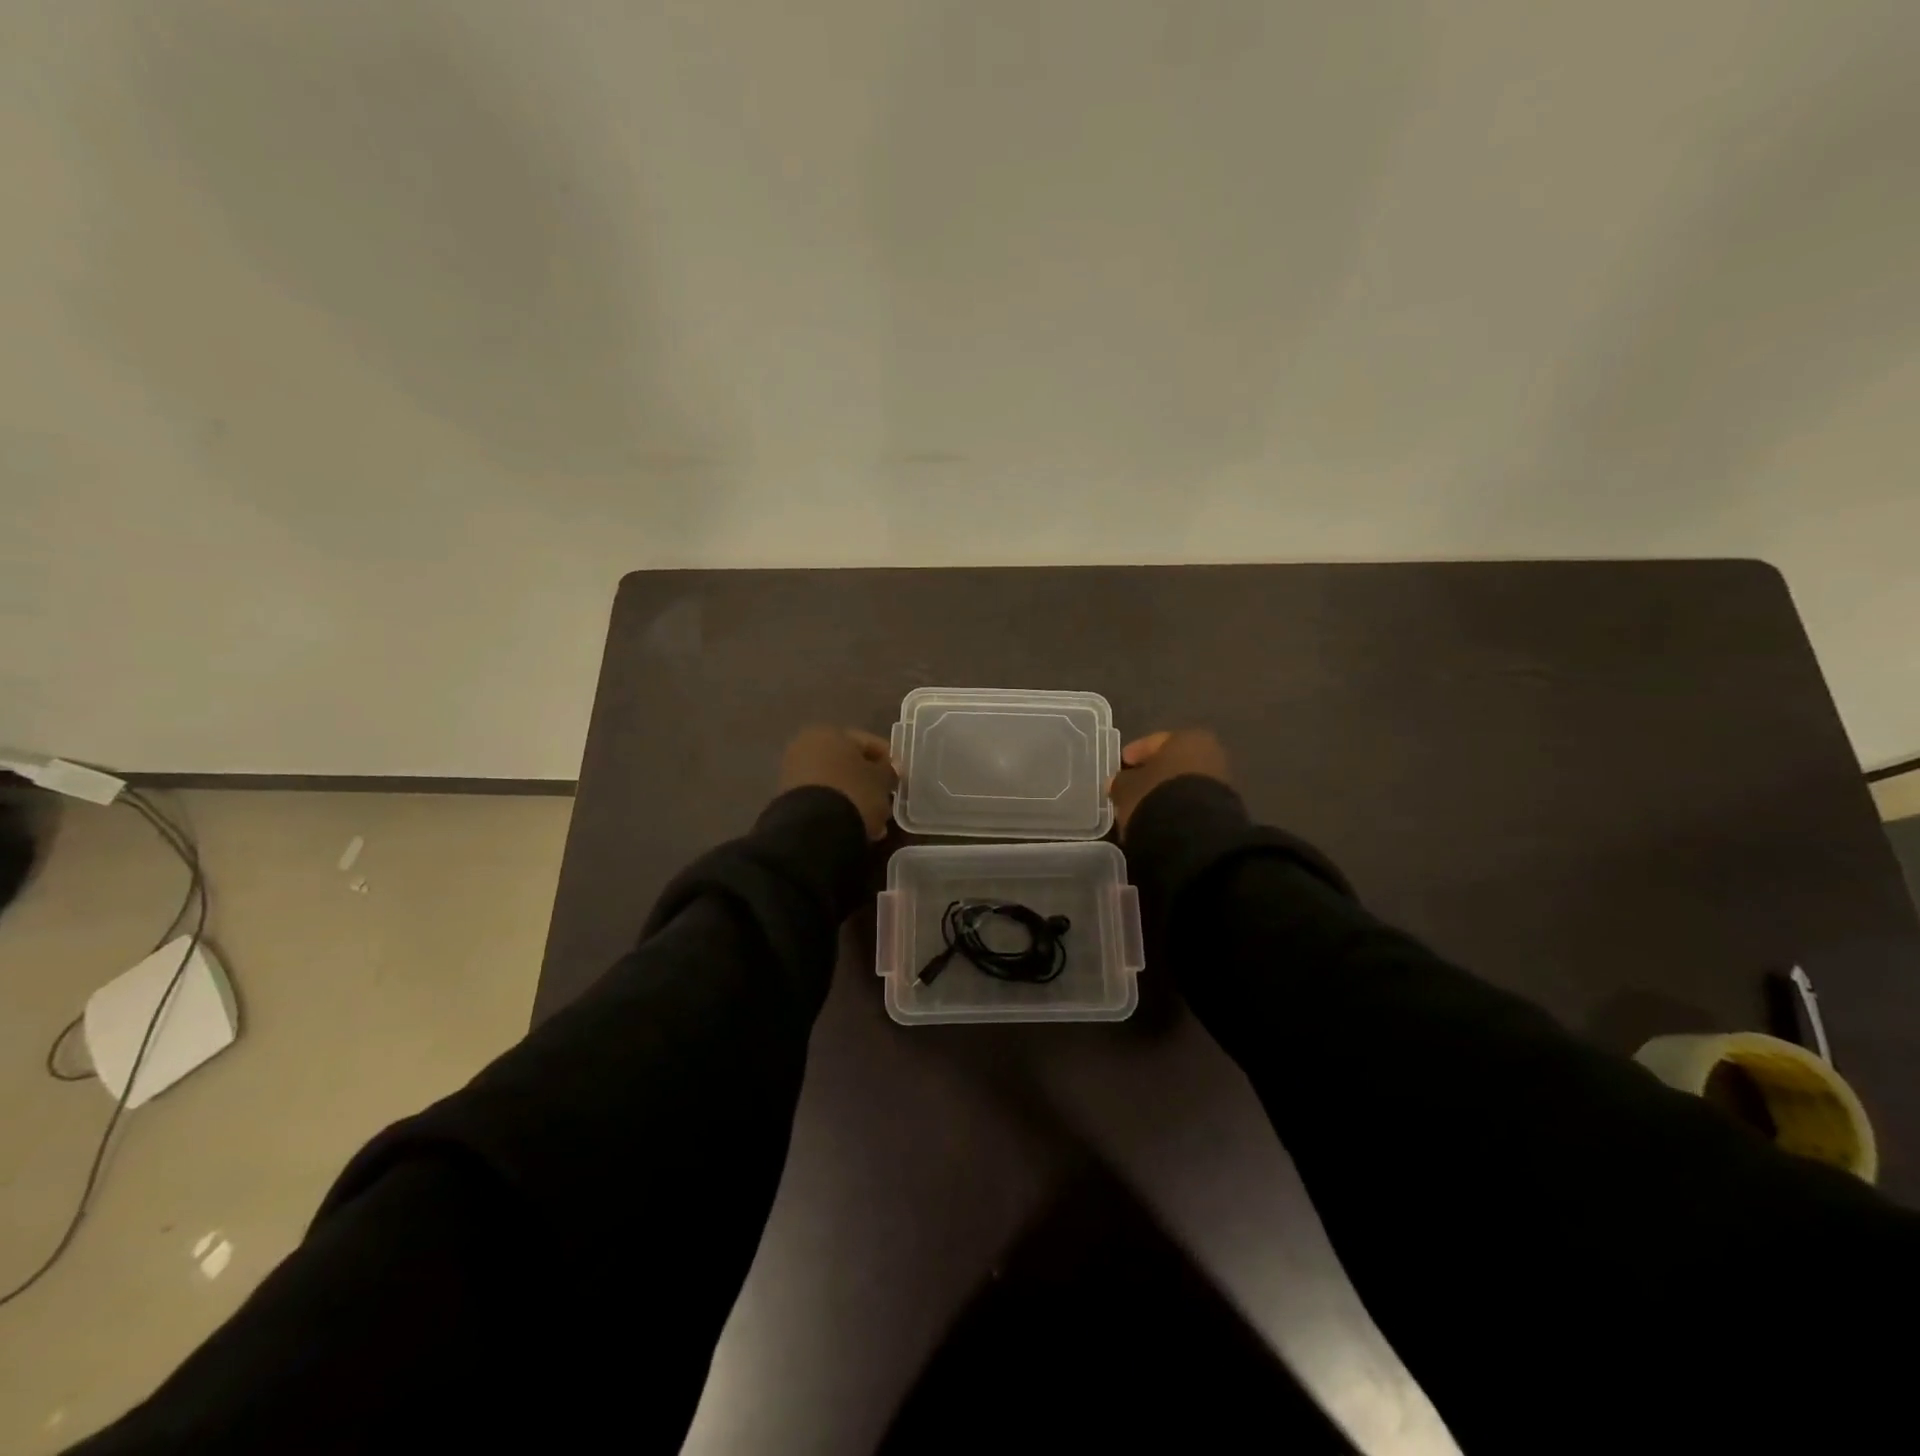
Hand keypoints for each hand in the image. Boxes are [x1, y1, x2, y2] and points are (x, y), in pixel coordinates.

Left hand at [779, 727, 897, 840]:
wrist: (812, 829)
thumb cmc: (854, 792)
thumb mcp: (881, 780)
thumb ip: (888, 771)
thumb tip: (889, 769)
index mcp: (829, 732)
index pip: (868, 742)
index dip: (888, 760)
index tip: (900, 778)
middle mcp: (807, 747)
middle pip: (849, 764)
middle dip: (869, 782)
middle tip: (887, 800)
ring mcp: (794, 774)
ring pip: (836, 784)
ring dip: (856, 799)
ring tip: (874, 821)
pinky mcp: (790, 800)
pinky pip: (823, 800)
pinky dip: (840, 809)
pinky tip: (855, 825)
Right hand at [1109, 730, 1230, 837]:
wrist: (1194, 835)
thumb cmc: (1156, 796)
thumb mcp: (1126, 787)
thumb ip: (1121, 781)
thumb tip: (1119, 783)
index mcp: (1187, 738)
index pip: (1154, 742)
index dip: (1134, 753)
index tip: (1122, 764)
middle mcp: (1209, 753)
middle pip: (1172, 762)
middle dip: (1152, 774)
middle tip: (1132, 787)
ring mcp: (1220, 782)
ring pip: (1183, 784)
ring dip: (1164, 793)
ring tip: (1144, 808)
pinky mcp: (1224, 809)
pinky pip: (1192, 802)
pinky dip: (1177, 808)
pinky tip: (1162, 819)